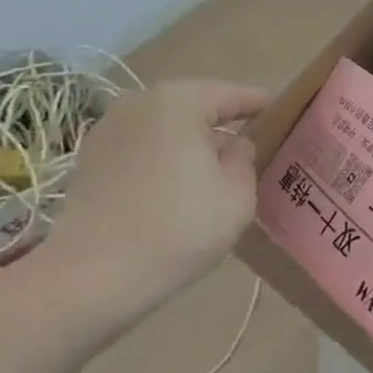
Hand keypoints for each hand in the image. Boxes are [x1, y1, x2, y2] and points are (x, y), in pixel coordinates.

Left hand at [43, 79, 267, 301]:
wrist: (90, 277)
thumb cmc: (176, 229)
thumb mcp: (237, 197)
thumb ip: (245, 160)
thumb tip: (234, 145)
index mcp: (179, 101)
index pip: (231, 94)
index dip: (259, 104)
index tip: (282, 114)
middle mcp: (140, 102)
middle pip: (195, 106)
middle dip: (222, 124)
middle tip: (251, 146)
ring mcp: (109, 129)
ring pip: (165, 127)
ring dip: (190, 143)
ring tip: (213, 171)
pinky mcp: (90, 159)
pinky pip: (141, 147)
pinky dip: (162, 159)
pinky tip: (174, 188)